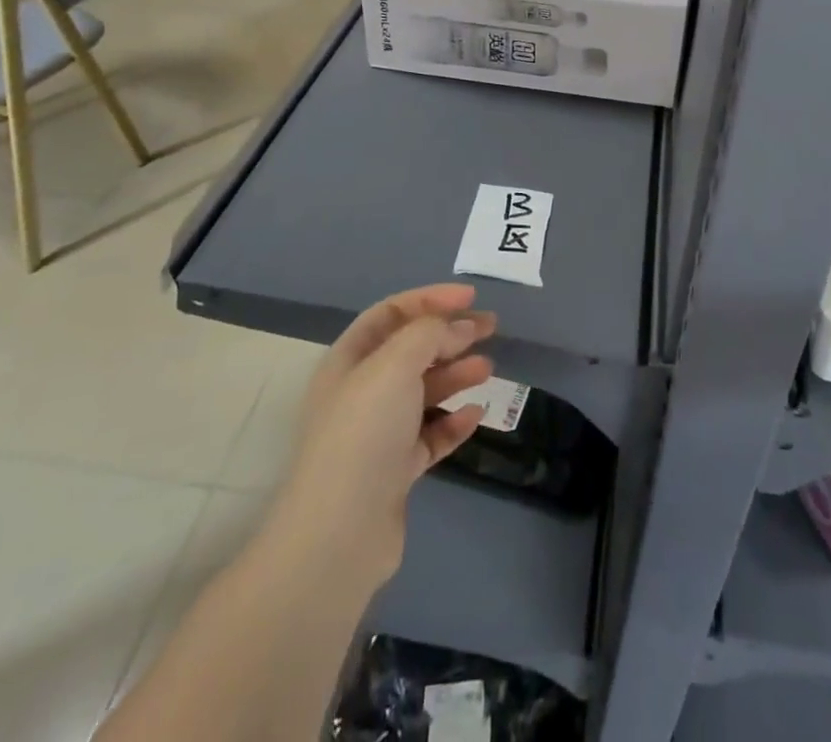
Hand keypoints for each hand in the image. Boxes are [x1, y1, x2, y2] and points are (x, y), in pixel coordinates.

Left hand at [273, 284, 497, 587]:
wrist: (340, 533)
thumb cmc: (364, 432)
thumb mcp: (395, 364)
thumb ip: (429, 333)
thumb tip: (459, 327)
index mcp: (349, 360)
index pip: (391, 313)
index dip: (430, 299)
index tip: (470, 297)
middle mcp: (361, 391)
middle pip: (411, 350)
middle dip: (450, 335)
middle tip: (491, 327)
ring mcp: (378, 433)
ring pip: (423, 392)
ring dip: (455, 375)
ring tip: (488, 369)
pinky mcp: (394, 471)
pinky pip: (430, 435)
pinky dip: (453, 421)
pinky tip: (476, 414)